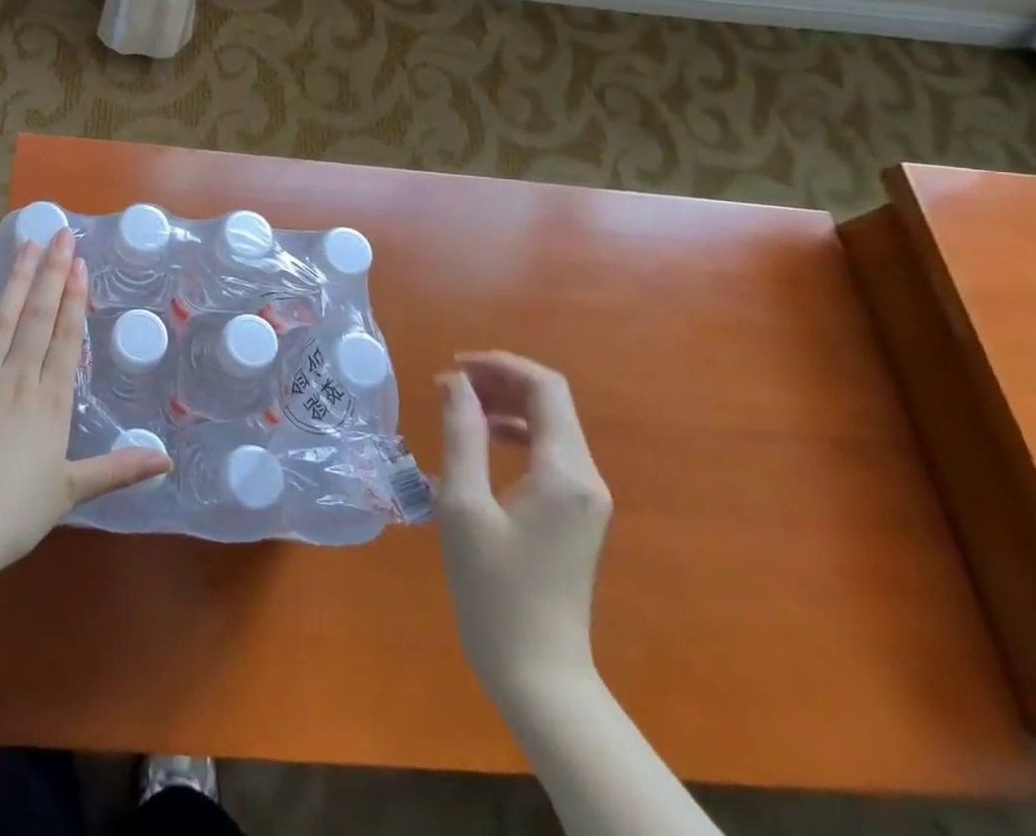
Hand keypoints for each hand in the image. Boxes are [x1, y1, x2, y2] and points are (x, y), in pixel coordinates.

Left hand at [0, 230, 173, 580]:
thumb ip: (117, 470)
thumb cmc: (14, 514)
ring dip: (15, 282)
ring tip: (25, 247)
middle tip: (58, 234)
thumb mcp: (71, 493)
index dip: (73, 299)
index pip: (65, 339)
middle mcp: (17, 382)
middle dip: (49, 274)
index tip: (78, 264)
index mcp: (49, 403)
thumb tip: (166, 461)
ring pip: (1, 322)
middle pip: (37, 318)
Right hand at [436, 351, 612, 712]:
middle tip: (449, 382)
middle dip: (500, 380)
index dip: (499, 364)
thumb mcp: (463, 504)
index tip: (453, 365)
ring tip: (458, 405)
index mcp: (565, 472)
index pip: (545, 387)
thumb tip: (454, 381)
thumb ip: (461, 434)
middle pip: (551, 401)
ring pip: (550, 424)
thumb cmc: (493, 588)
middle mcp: (586, 477)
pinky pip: (549, 452)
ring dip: (505, 404)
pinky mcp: (576, 513)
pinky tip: (481, 440)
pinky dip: (514, 432)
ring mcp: (586, 497)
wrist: (537, 672)